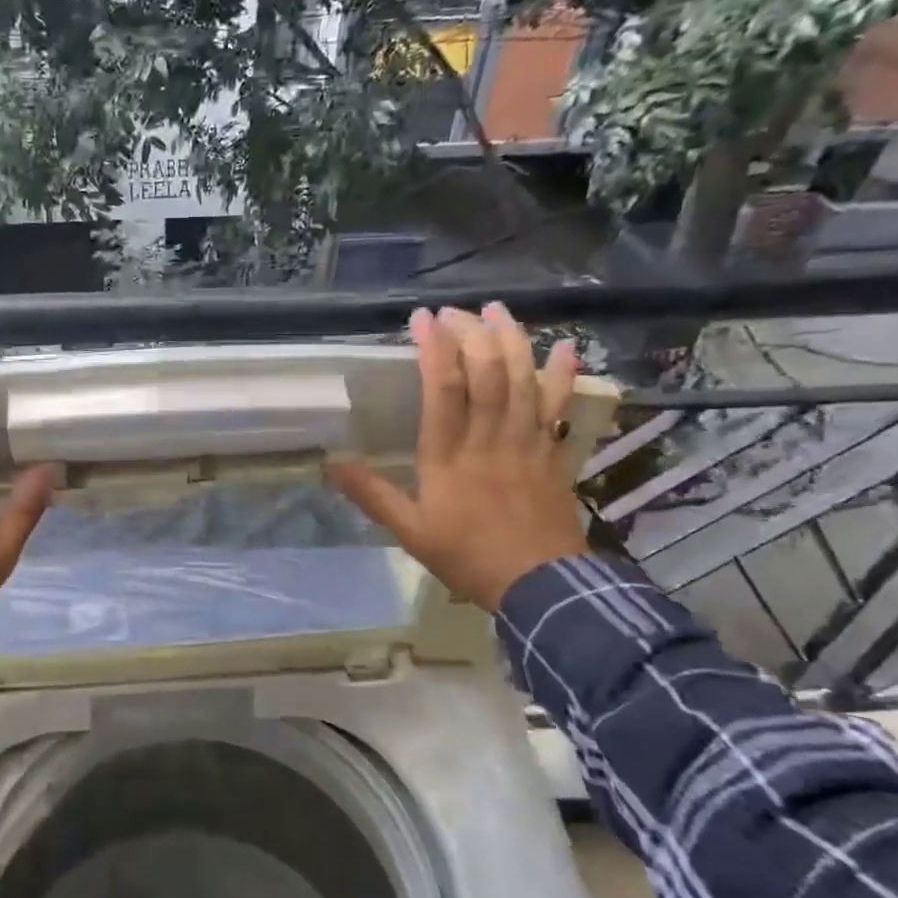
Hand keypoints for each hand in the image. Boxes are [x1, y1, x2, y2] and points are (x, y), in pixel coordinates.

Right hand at [327, 303, 588, 610]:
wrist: (539, 586)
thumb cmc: (467, 556)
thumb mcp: (409, 532)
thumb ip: (372, 495)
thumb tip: (331, 464)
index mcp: (449, 456)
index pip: (443, 390)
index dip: (434, 348)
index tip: (422, 319)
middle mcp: (489, 439)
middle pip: (486, 374)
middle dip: (471, 334)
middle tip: (456, 311)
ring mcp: (527, 443)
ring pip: (522, 380)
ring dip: (512, 341)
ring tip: (497, 310)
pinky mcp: (553, 453)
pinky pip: (560, 407)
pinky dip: (564, 375)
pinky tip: (566, 347)